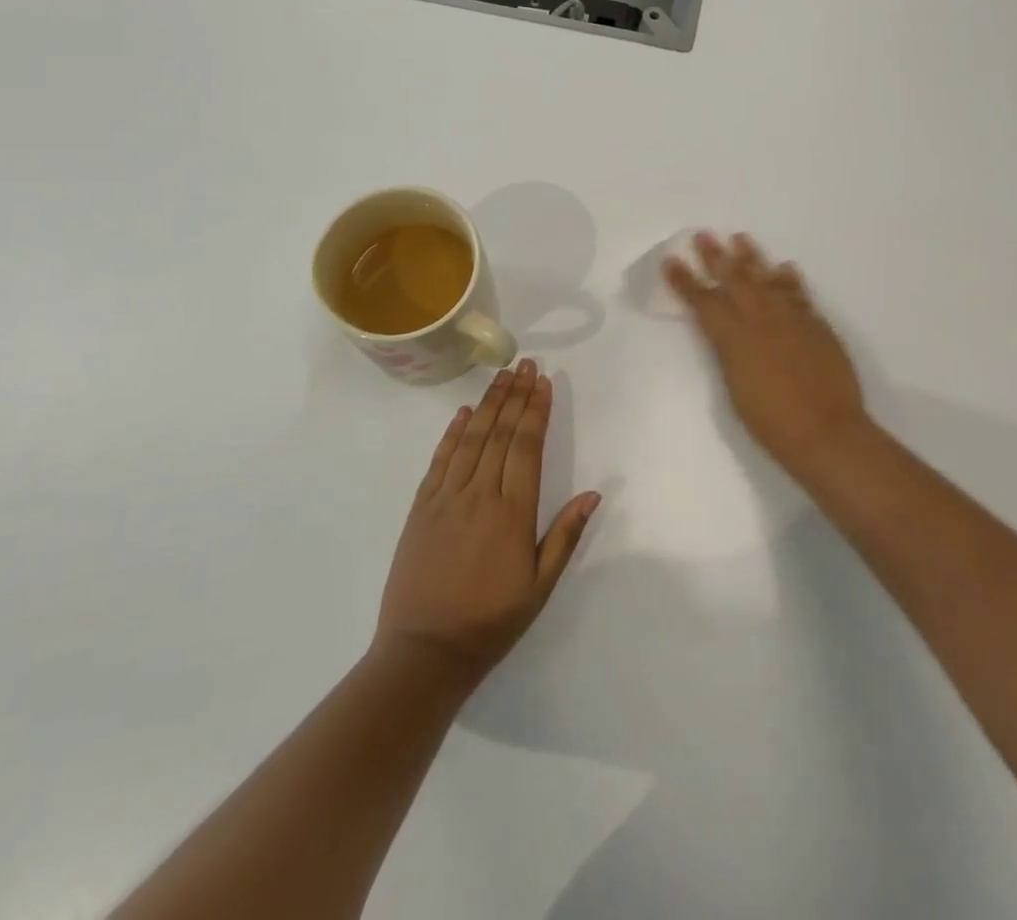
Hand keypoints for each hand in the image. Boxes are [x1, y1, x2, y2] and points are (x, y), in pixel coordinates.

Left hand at [375, 360, 600, 689]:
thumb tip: (594, 494)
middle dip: (516, 395)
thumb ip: (565, 536)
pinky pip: (440, 461)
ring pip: (471, 439)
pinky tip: (464, 413)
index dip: (536, 410)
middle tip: (525, 364)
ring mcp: (446, 498)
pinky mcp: (421, 508)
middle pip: (500, 433)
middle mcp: (480, 495)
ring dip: (489, 403)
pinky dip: (453, 433)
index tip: (543, 381)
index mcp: (513, 512)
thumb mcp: (540, 586)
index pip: (526, 446)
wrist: (424, 652)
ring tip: (502, 375)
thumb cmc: (491, 621)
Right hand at [664, 233, 870, 462]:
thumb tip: (728, 333)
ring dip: (752, 258)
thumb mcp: (735, 388)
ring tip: (741, 238)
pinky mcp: (816, 324)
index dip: (685, 282)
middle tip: (704, 235)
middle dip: (716, 257)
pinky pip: (798, 293)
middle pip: (735, 280)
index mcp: (734, 340)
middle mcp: (760, 320)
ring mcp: (791, 319)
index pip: (704, 303)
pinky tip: (784, 267)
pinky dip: (789, 279)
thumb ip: (729, 353)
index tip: (671, 262)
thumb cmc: (771, 422)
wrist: (826, 431)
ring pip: (767, 279)